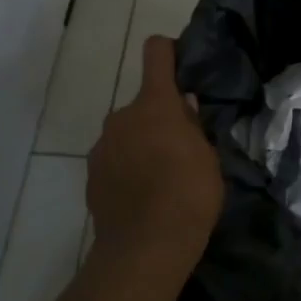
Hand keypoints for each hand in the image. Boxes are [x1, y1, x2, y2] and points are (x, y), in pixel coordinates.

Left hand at [87, 35, 223, 264]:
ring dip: (142, 144)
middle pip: (144, 104)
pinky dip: (127, 168)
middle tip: (182, 147)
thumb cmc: (189, 195)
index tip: (182, 65)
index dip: (169, 52)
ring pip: (128, 133)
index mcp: (155, 104)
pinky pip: (114, 159)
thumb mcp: (209, 157)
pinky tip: (143, 195)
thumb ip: (193, 127)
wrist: (145, 248)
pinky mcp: (92, 174)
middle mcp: (122, 116)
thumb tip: (184, 107)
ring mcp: (102, 146)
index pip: (156, 53)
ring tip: (162, 178)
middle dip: (160, 117)